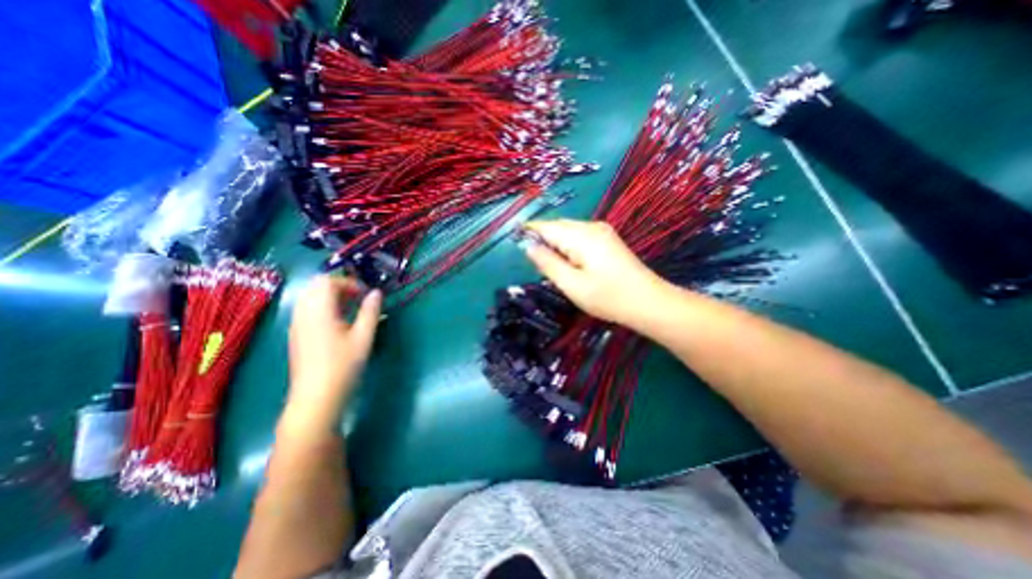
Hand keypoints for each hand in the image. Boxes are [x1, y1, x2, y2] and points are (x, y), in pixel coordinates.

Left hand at [283, 274, 380, 432]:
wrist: (316, 398)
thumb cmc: (343, 366)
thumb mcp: (363, 337)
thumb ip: (370, 311)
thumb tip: (376, 292)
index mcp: (319, 311)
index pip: (327, 281)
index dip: (349, 282)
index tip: (366, 294)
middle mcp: (303, 314)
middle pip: (316, 286)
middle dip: (339, 286)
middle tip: (358, 299)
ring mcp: (297, 325)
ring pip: (310, 297)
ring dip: (330, 297)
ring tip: (351, 310)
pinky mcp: (296, 335)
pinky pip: (307, 310)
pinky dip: (323, 307)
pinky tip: (338, 323)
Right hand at [524, 220, 668, 329]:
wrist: (648, 302)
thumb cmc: (608, 297)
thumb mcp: (572, 284)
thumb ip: (548, 263)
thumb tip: (528, 246)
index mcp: (581, 235)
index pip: (546, 227)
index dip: (529, 233)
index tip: (515, 244)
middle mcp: (591, 226)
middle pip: (557, 226)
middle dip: (543, 240)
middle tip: (535, 264)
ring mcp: (602, 231)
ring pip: (568, 232)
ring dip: (556, 245)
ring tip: (552, 267)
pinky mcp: (607, 239)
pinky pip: (579, 237)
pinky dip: (568, 247)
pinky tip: (569, 264)